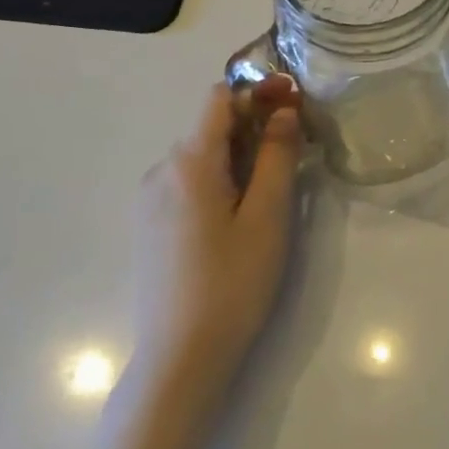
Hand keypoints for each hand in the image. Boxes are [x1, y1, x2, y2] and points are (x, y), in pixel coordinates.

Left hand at [133, 77, 302, 400]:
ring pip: (200, 156)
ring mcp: (150, 201)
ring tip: (275, 180)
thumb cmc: (233, 281)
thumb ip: (277, 155)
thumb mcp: (268, 215)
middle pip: (210, 126)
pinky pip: (188, 182)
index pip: (219, 98)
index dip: (258, 91)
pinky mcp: (150, 227)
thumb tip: (283, 111)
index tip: (295, 100)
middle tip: (298, 143)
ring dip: (239, 153)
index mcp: (188, 162)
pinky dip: (220, 177)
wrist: (180, 357)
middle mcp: (161, 171)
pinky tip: (242, 209)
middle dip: (255, 123)